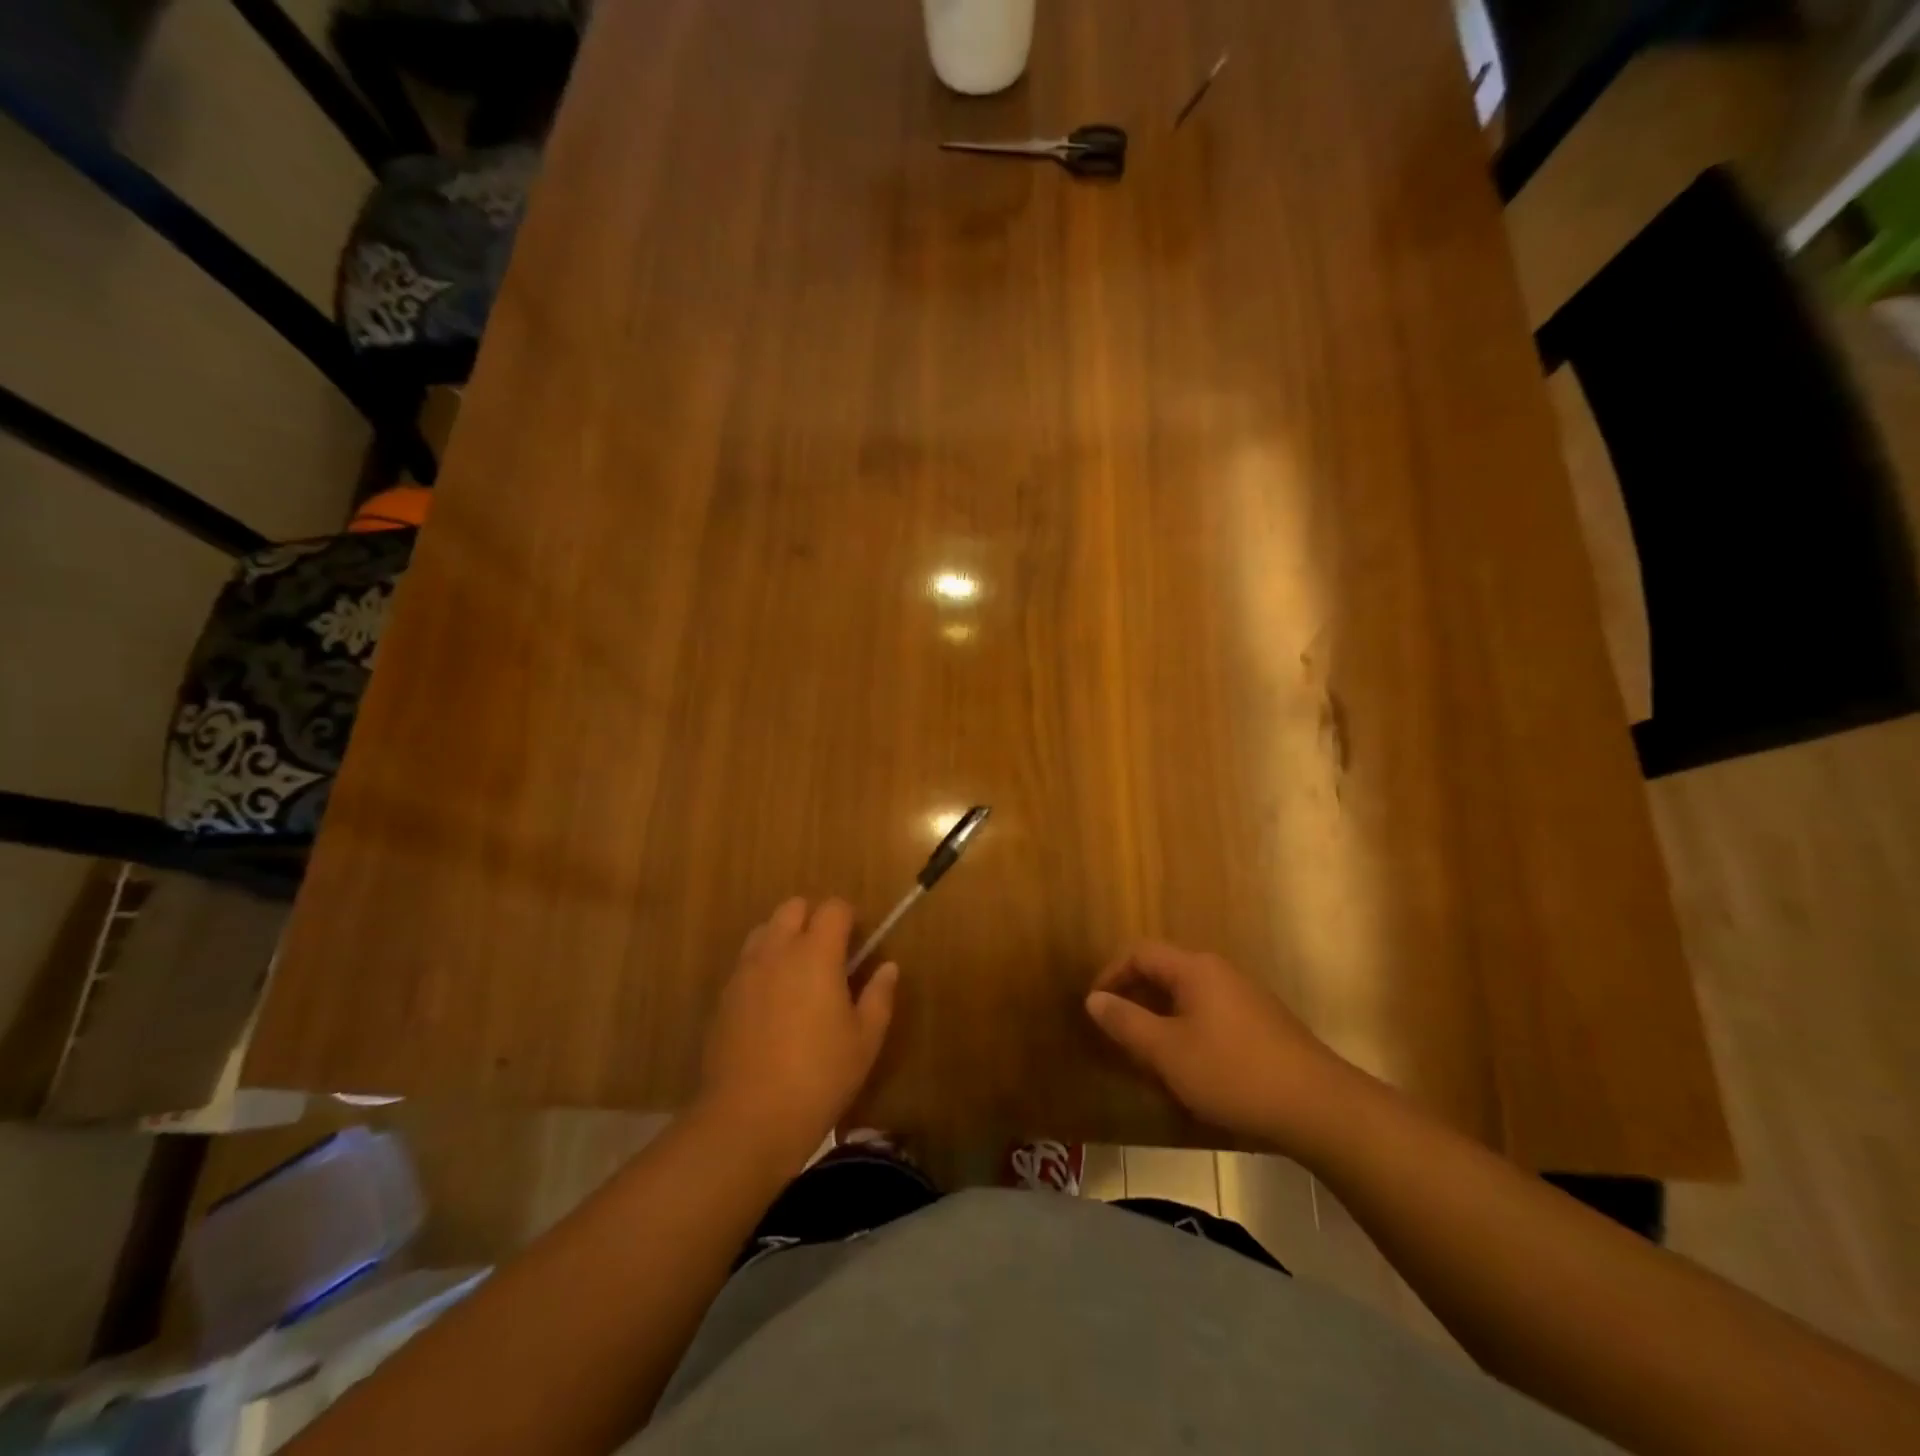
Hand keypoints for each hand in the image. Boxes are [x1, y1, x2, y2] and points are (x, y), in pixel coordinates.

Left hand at [699, 897, 897, 1163]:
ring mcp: (745, 972)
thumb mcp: (864, 1040)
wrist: (747, 1118)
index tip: (858, 943)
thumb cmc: (819, 1077)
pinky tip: (773, 1004)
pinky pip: (746, 962)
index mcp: (816, 954)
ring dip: (784, 938)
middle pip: (792, 907)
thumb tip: (887, 967)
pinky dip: (763, 966)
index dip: (848, 918)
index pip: (833, 908)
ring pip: (764, 930)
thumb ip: (878, 996)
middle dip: (813, 919)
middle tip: (829, 954)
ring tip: (798, 974)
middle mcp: (777, 951)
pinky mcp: (724, 996)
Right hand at [1085, 943, 1357, 1152]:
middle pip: (1164, 971)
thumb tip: (1094, 999)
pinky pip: (1209, 1014)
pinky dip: (1186, 1030)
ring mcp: (1245, 997)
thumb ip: (1126, 1023)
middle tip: (1115, 1031)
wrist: (1319, 1107)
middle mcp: (1219, 972)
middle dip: (1134, 997)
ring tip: (1146, 1053)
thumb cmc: (1233, 1072)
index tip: (1095, 1007)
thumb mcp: (1168, 1051)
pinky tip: (1188, 1066)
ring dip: (1159, 1017)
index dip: (1111, 975)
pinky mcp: (1261, 1024)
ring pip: (1187, 996)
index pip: (1140, 953)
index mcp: (1195, 969)